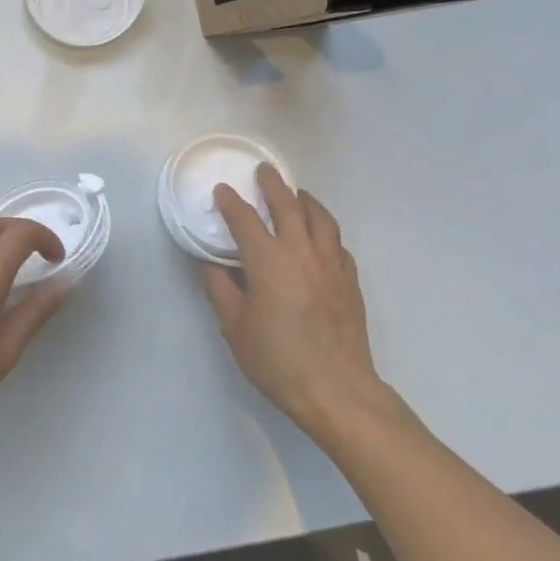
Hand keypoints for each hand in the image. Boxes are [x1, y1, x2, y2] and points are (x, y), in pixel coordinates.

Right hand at [199, 165, 389, 434]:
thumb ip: (220, 289)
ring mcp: (331, 265)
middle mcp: (301, 253)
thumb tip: (209, 263)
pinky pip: (337, 244)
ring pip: (321, 219)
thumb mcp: (234, 327)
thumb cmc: (277, 360)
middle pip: (288, 206)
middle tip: (264, 171)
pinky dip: (325, 232)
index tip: (222, 191)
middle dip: (273, 185)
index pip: (245, 220)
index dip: (230, 202)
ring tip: (297, 194)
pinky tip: (320, 238)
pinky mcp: (350, 281)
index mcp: (268, 262)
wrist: (336, 389)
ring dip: (306, 201)